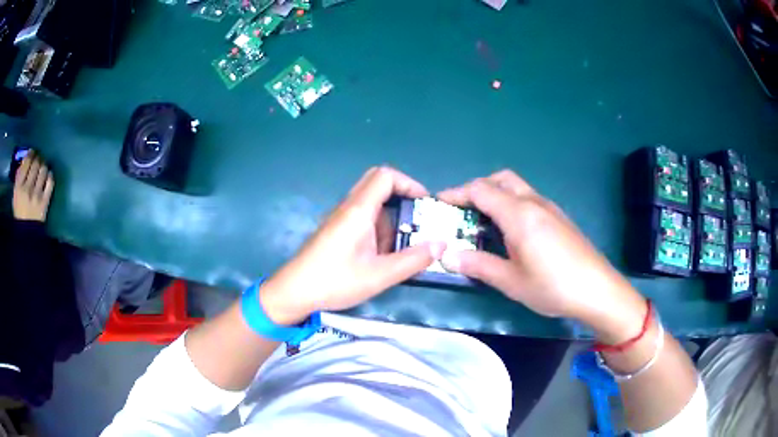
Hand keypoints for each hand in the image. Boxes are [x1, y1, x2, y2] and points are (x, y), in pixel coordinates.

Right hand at [13, 151, 54, 222]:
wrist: (27, 236)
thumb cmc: (19, 213)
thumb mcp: (15, 195)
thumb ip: (19, 177)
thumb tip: (26, 159)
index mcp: (19, 186)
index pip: (27, 162)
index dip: (31, 154)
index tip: (32, 153)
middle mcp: (27, 188)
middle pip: (36, 164)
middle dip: (38, 158)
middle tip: (38, 159)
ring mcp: (37, 195)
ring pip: (43, 170)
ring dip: (44, 165)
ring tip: (42, 166)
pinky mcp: (45, 202)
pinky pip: (50, 182)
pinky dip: (50, 175)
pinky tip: (48, 176)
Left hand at [260, 167, 446, 324]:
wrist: (293, 292)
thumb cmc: (335, 282)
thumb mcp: (380, 275)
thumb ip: (413, 260)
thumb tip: (441, 244)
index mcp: (358, 210)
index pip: (386, 176)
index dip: (409, 183)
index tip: (424, 204)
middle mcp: (348, 207)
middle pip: (377, 183)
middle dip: (402, 197)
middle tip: (416, 219)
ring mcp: (340, 218)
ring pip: (371, 202)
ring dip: (390, 217)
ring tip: (402, 245)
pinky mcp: (335, 230)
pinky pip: (362, 217)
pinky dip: (378, 227)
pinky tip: (382, 255)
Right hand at [437, 170, 644, 338]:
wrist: (597, 290)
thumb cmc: (553, 286)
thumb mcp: (512, 281)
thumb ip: (479, 265)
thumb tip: (447, 256)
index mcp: (519, 214)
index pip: (481, 190)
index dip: (457, 193)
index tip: (439, 203)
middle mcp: (534, 202)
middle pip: (500, 179)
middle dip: (477, 188)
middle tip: (464, 211)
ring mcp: (550, 208)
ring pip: (516, 187)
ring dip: (496, 195)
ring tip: (484, 221)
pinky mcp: (559, 217)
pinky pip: (529, 199)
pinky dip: (512, 203)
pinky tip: (513, 231)